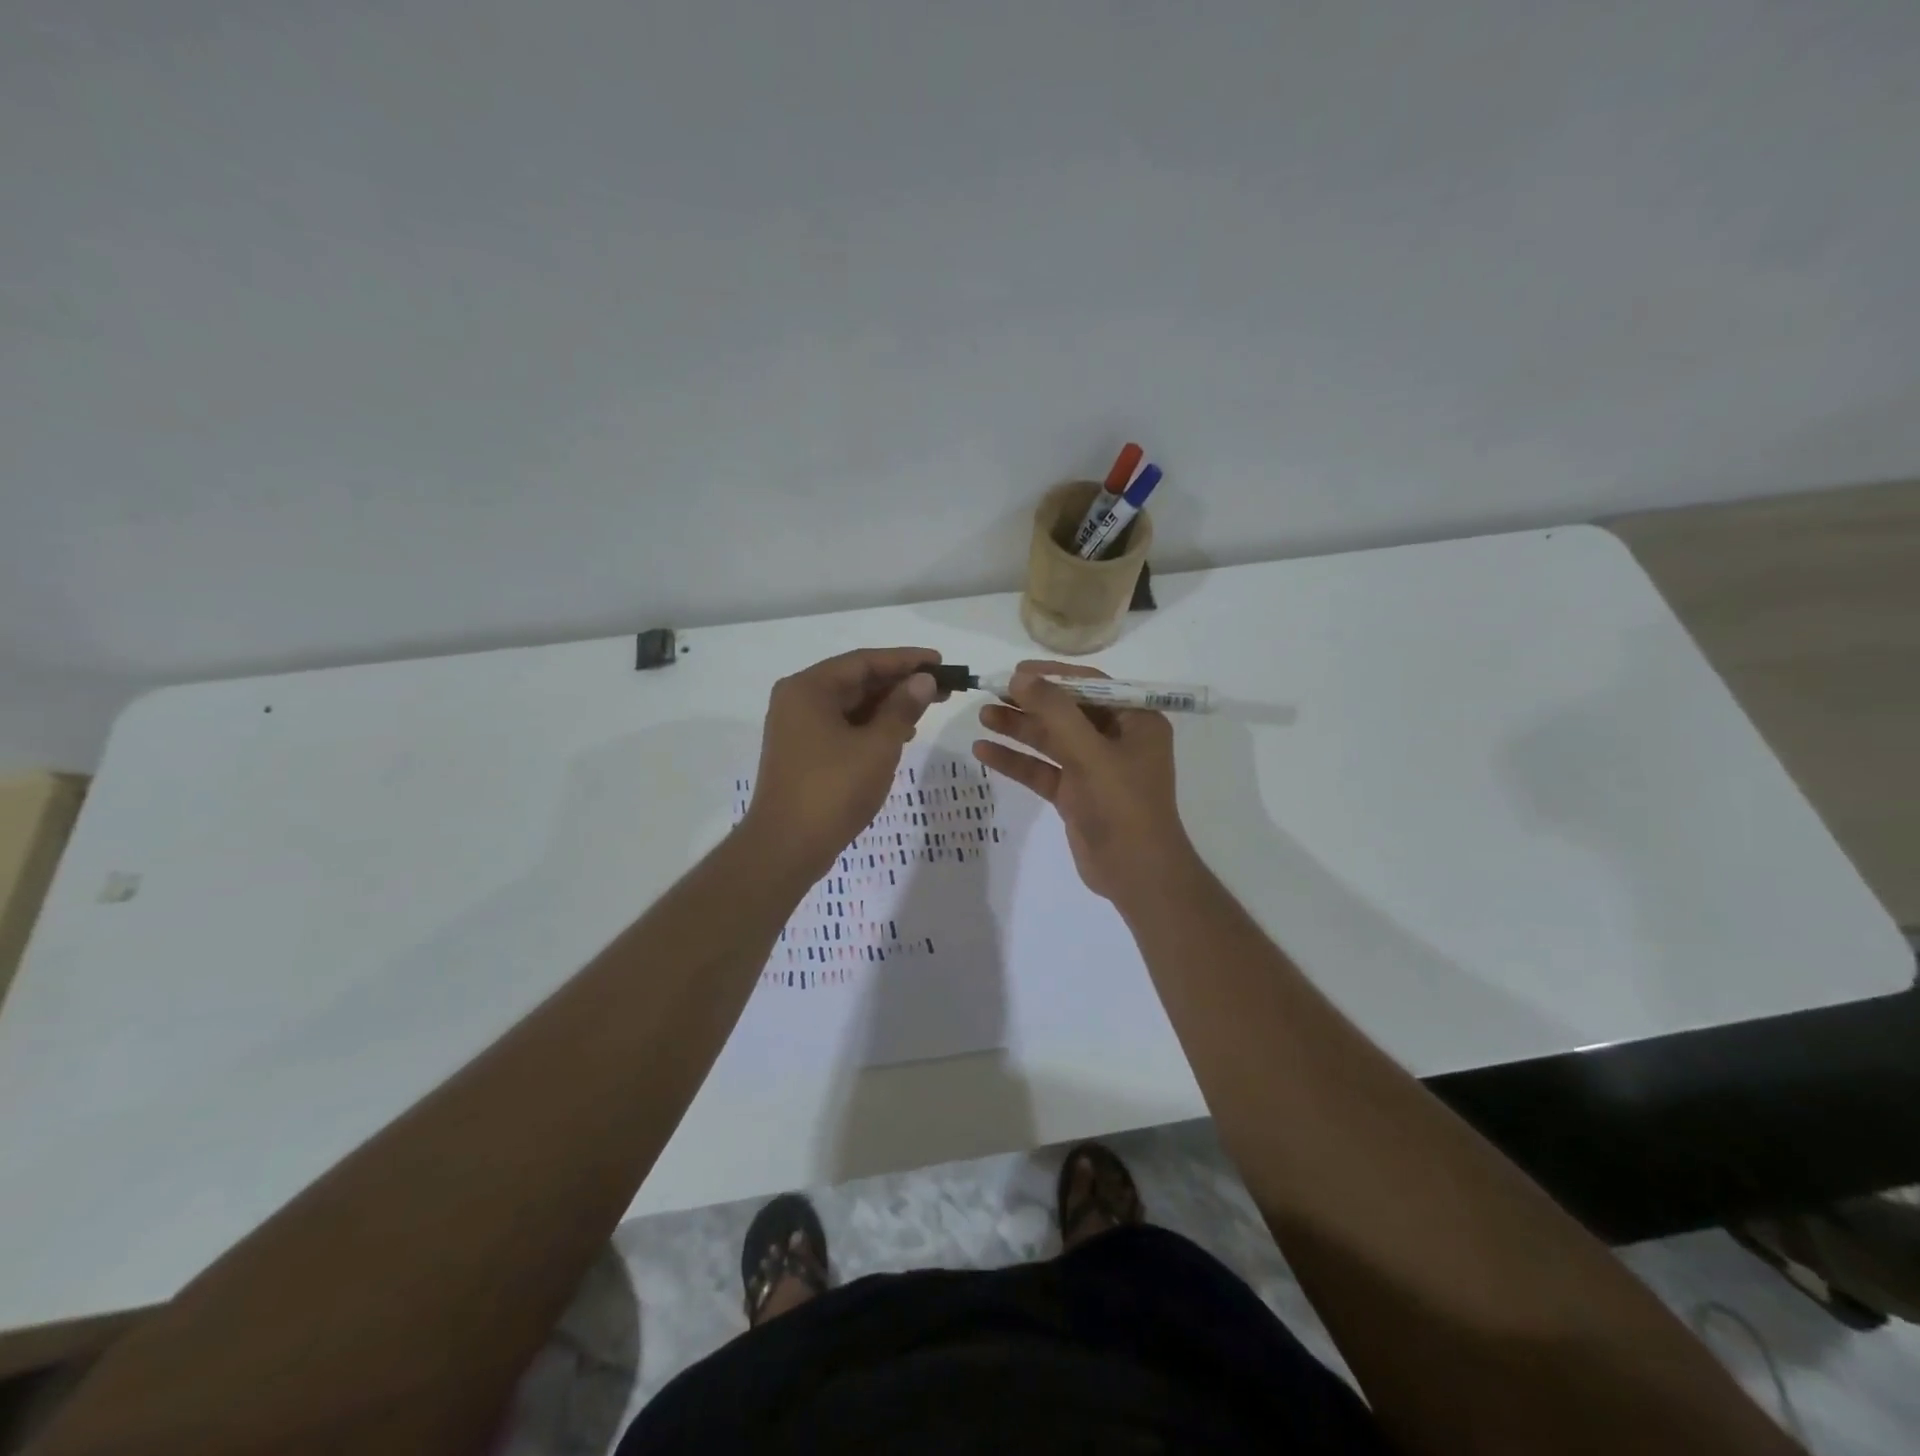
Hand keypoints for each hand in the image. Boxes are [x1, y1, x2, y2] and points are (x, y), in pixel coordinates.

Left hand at [743, 647, 942, 877]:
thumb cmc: (833, 790)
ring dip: (888, 705)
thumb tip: (923, 680)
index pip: (864, 661)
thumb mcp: (878, 745)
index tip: (940, 662)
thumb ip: (902, 707)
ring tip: (927, 709)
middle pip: (856, 681)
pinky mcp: (803, 751)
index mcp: (809, 688)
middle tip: (942, 687)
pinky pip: (842, 726)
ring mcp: (798, 727)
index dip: (906, 660)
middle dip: (900, 683)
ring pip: (851, 705)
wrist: (787, 847)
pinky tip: (900, 734)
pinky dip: (871, 726)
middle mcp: (798, 700)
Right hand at [972, 660, 1195, 903]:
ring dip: (1019, 729)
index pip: (1091, 685)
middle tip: (991, 692)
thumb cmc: (1123, 805)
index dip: (1053, 675)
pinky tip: (984, 752)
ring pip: (1051, 741)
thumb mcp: (1090, 753)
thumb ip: (1055, 713)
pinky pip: (1043, 770)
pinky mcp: (1075, 795)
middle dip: (1030, 703)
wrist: (1137, 874)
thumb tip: (1021, 677)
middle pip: (1067, 711)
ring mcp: (1095, 768)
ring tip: (982, 717)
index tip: (1016, 671)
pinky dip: (1016, 761)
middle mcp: (1116, 739)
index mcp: (1135, 722)